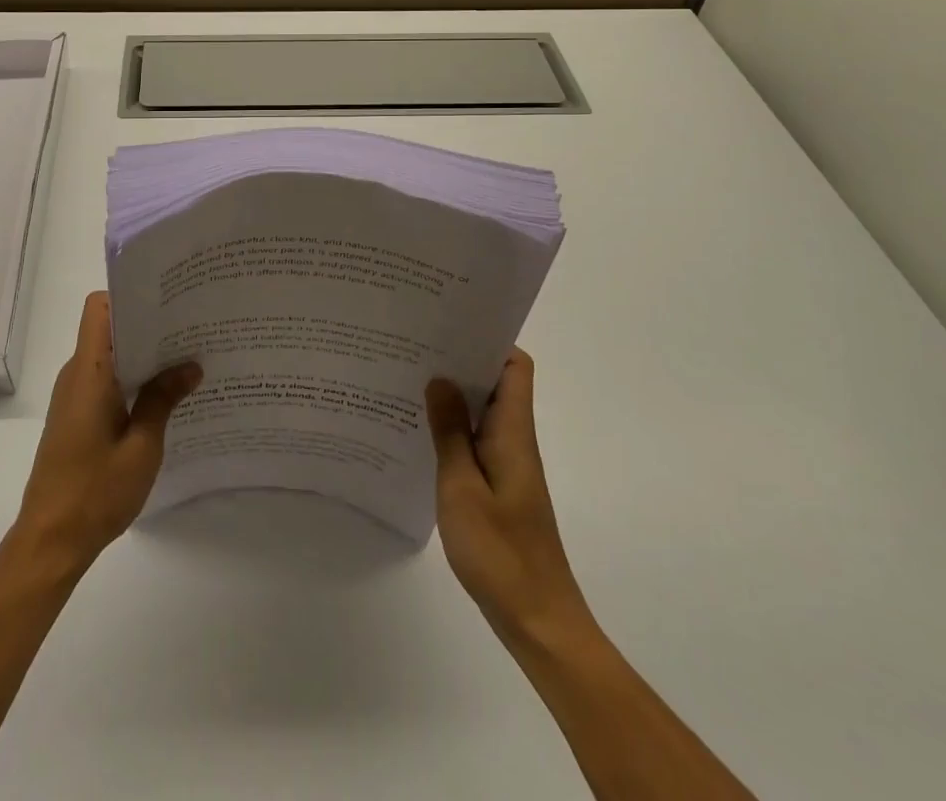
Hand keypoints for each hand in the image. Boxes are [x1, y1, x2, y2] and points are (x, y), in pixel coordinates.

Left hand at [13, 291, 201, 573]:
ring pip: (109, 355)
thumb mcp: (142, 447)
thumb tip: (190, 364)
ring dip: (142, 355)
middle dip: (148, 325)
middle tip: (191, 328)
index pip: (99, 308)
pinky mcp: (75, 416)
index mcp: (89, 372)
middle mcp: (76, 374)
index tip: (167, 302)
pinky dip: (132, 378)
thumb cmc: (95, 492)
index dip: (130, 297)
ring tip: (186, 358)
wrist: (50, 542)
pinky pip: (105, 380)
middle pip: (109, 328)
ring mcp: (73, 396)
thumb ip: (163, 399)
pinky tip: (164, 395)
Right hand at [427, 349, 591, 643]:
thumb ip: (450, 432)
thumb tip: (439, 377)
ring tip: (407, 379)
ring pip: (481, 412)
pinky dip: (451, 428)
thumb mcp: (462, 489)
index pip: (515, 366)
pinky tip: (418, 432)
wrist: (538, 621)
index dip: (488, 339)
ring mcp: (507, 464)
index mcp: (513, 432)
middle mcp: (515, 440)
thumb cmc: (501, 554)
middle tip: (413, 346)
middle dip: (459, 360)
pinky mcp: (498, 487)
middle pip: (495, 383)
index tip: (448, 324)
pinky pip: (475, 440)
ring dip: (451, 395)